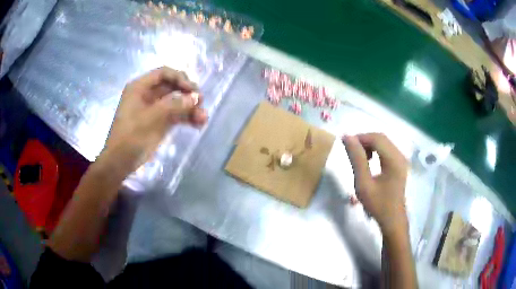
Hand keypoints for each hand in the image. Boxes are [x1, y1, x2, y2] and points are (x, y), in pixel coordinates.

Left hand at [100, 67, 207, 175]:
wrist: (120, 162)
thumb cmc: (130, 137)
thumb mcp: (150, 119)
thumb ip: (173, 105)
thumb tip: (195, 97)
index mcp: (139, 87)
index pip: (163, 74)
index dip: (180, 79)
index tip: (193, 91)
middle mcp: (147, 94)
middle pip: (172, 87)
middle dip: (187, 94)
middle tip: (201, 103)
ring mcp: (153, 109)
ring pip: (175, 102)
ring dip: (189, 108)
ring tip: (203, 118)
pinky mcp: (158, 122)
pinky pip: (174, 115)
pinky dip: (185, 118)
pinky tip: (197, 124)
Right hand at [343, 133, 407, 235]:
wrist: (392, 220)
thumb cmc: (378, 204)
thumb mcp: (363, 183)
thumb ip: (357, 159)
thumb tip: (347, 138)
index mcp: (394, 160)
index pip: (376, 138)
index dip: (359, 137)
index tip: (344, 144)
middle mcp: (400, 155)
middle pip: (381, 138)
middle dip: (364, 141)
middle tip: (350, 151)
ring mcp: (401, 160)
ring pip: (383, 143)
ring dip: (369, 145)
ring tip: (359, 158)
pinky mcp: (400, 164)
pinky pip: (386, 150)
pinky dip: (375, 151)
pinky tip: (369, 161)